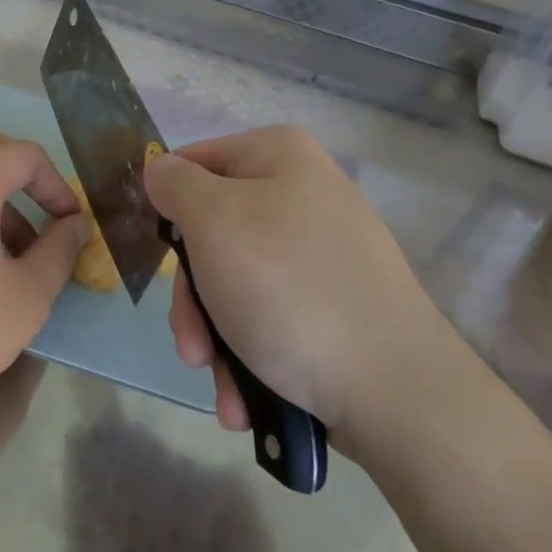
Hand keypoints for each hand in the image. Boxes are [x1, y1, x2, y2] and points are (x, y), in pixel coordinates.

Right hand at [144, 126, 457, 451]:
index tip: (159, 261)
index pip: (193, 164)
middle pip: (212, 234)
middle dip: (194, 300)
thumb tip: (159, 168)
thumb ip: (175, 184)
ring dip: (216, 338)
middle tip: (192, 348)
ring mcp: (324, 251)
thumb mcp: (212, 222)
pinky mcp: (337, 301)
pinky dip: (251, 352)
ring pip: (236, 282)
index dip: (167, 209)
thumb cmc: (286, 289)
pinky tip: (248, 395)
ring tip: (223, 386)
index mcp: (279, 156)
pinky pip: (272, 313)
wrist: (393, 389)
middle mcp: (304, 194)